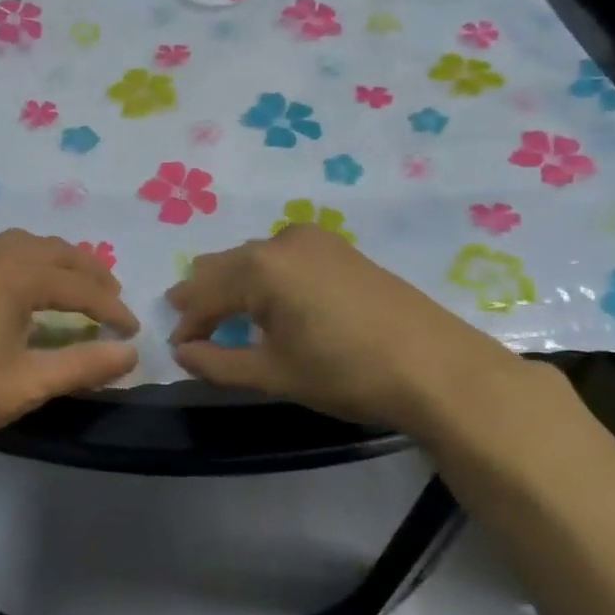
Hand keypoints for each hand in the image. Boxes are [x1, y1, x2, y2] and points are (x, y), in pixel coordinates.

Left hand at [0, 229, 138, 452]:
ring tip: (76, 287)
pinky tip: (27, 285)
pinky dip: (27, 260)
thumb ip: (84, 365)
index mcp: (15, 276)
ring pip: (25, 245)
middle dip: (89, 273)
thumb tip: (131, 354)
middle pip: (55, 252)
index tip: (132, 331)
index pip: (79, 286)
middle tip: (113, 299)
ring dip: (58, 261)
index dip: (110, 308)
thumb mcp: (29, 383)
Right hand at [165, 224, 539, 434]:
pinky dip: (266, 278)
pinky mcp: (340, 249)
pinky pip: (284, 257)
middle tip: (191, 326)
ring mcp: (316, 240)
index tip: (177, 349)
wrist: (437, 368)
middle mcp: (282, 240)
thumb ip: (218, 363)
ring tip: (226, 314)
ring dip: (235, 285)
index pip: (204, 293)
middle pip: (225, 266)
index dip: (187, 324)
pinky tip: (271, 301)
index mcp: (260, 267)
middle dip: (204, 297)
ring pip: (255, 259)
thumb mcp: (274, 373)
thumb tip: (182, 353)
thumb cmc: (345, 373)